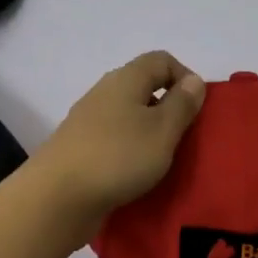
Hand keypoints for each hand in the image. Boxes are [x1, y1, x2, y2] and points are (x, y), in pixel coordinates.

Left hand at [31, 52, 206, 241]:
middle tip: (184, 138)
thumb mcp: (163, 130)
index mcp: (126, 79)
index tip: (198, 109)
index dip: (185, 77)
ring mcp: (87, 121)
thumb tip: (193, 80)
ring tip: (162, 159)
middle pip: (143, 87)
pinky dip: (128, 150)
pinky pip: (112, 140)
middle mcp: (104, 92)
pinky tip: (135, 174)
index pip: (161, 60)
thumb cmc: (119, 157)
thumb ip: (181, 104)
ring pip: (127, 116)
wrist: (58, 197)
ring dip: (148, 132)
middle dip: (168, 108)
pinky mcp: (78, 148)